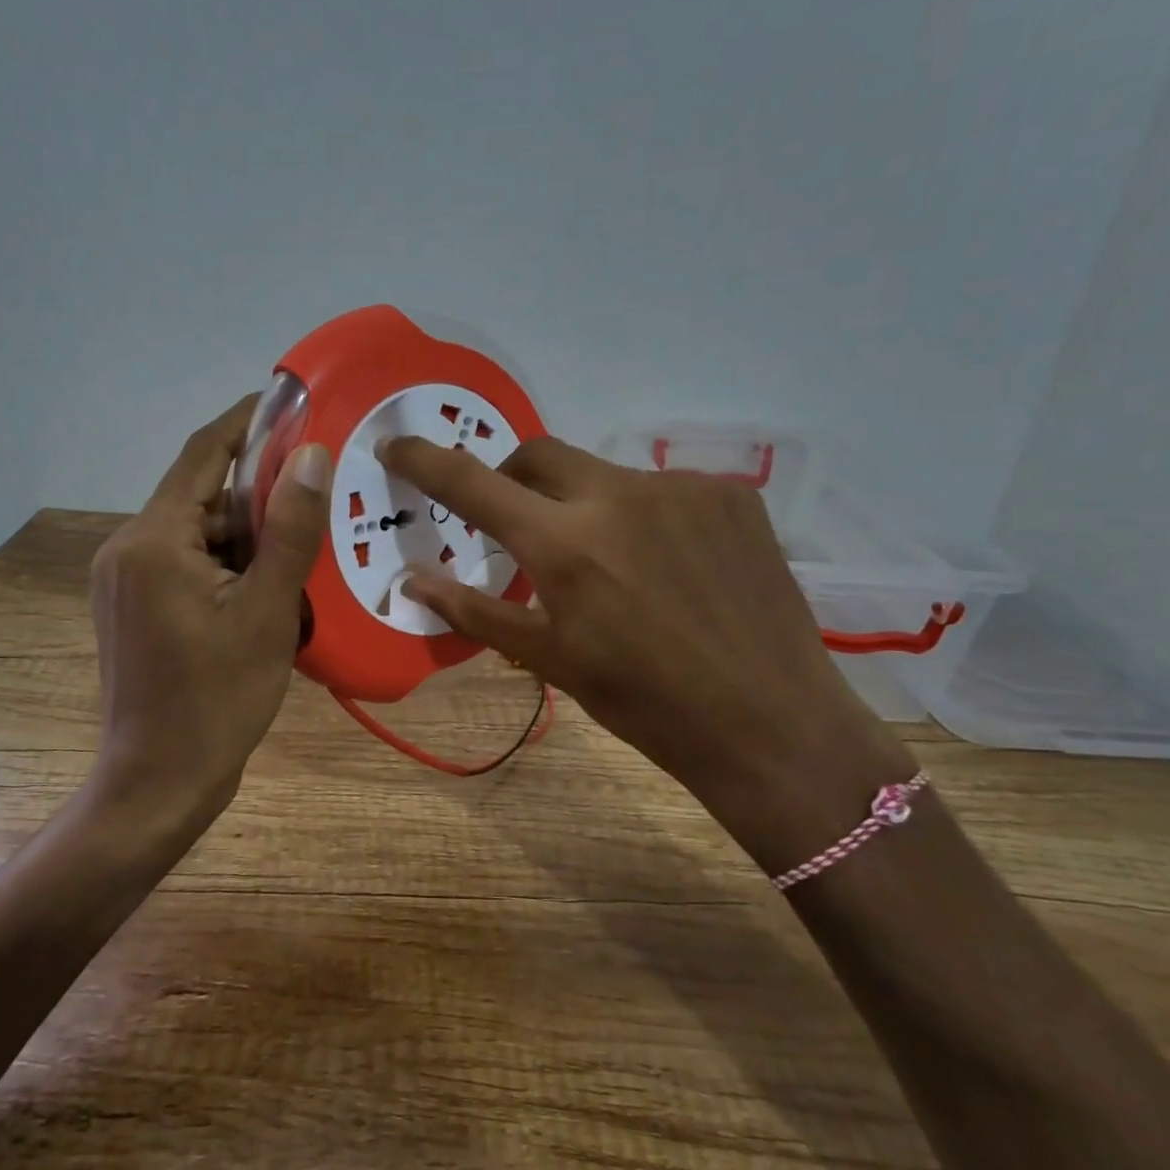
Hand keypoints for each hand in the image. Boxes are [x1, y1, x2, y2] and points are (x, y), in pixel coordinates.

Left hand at [88, 395, 329, 840]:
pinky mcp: (134, 607)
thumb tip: (311, 454)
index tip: (292, 401)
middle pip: (202, 495)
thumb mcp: (268, 611)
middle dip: (258, 491)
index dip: (247, 421)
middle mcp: (128, 548)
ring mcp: (126, 580)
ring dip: (247, 533)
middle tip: (319, 490)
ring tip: (304, 543)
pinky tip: (270, 582)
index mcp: (153, 540)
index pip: (203, 453)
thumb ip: (288, 529)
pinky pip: (188, 563)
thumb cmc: (217, 698)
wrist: (159, 783)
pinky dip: (229, 562)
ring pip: (198, 532)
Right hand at [379, 435, 907, 869]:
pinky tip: (670, 565)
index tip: (396, 444)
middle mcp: (618, 495)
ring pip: (604, 475)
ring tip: (614, 566)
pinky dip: (644, 516)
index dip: (425, 460)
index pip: (472, 483)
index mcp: (564, 543)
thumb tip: (411, 579)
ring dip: (586, 506)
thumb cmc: (645, 703)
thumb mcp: (550, 658)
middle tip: (518, 525)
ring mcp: (681, 488)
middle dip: (512, 478)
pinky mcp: (731, 495)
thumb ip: (474, 609)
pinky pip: (663, 489)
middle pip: (538, 454)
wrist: (772, 724)